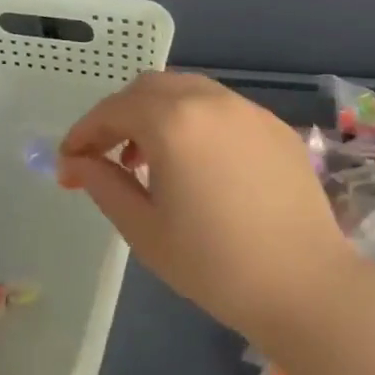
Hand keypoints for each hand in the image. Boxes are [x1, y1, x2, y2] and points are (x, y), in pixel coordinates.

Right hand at [57, 72, 348, 343]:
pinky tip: (197, 164)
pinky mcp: (275, 126)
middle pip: (148, 88)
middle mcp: (210, 101)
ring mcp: (247, 110)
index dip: (84, 132)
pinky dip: (194, 121)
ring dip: (157, 114)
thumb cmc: (214, 264)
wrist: (305, 286)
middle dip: (119, 115)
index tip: (68, 160)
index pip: (113, 110)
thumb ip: (103, 184)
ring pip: (187, 91)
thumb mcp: (144, 229)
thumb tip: (75, 163)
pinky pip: (221, 108)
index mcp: (173, 122)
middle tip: (106, 155)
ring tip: (149, 159)